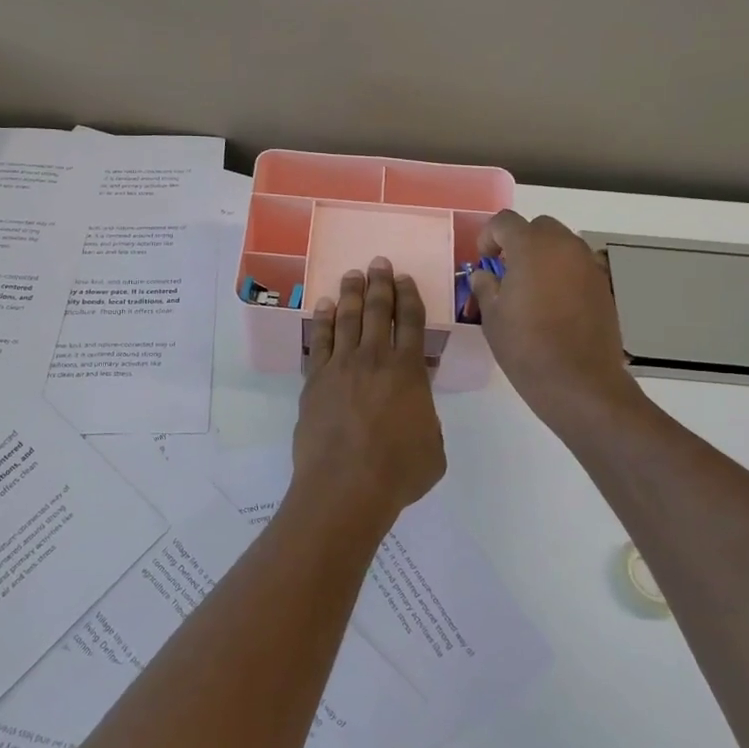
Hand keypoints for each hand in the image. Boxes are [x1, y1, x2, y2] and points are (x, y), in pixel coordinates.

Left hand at [291, 257, 445, 530]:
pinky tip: (323, 306)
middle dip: (379, 283)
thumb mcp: (434, 446)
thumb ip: (426, 417)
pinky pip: (320, 340)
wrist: (346, 485)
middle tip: (377, 262)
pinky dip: (322, 320)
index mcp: (408, 370)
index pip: (410, 321)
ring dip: (350, 293)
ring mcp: (341, 366)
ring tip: (351, 274)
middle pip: (377, 310)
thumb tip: (415, 406)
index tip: (404, 278)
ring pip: (346, 318)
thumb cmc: (398, 471)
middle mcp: (375, 358)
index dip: (408, 296)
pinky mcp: (315, 380)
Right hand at [469, 211, 645, 438]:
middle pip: (537, 227)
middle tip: (506, 272)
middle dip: (519, 242)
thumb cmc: (526, 347)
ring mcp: (588, 264)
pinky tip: (553, 305)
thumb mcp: (492, 316)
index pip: (505, 222)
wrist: (579, 381)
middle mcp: (564, 246)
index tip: (483, 261)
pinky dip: (562, 274)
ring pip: (561, 244)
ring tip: (530, 289)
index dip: (488, 236)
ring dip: (542, 256)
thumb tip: (485, 274)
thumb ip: (485, 286)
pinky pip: (577, 266)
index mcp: (531, 247)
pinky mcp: (603, 285)